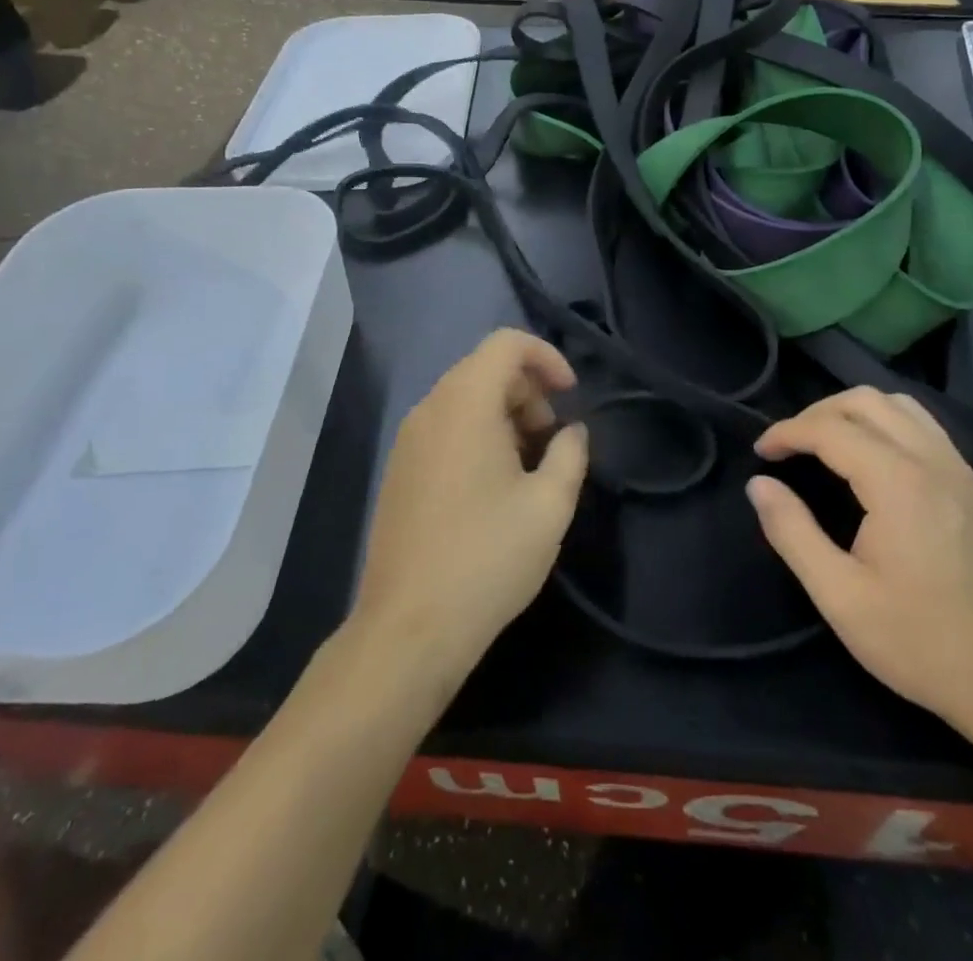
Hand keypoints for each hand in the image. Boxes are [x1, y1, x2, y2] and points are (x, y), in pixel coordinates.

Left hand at [351, 329, 587, 688]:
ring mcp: (408, 440)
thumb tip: (572, 432)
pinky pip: (445, 427)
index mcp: (465, 404)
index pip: (505, 344)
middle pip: (484, 369)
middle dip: (528, 391)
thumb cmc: (487, 558)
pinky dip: (478, 434)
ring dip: (505, 415)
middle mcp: (430, 409)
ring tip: (529, 467)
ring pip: (464, 399)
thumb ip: (570, 455)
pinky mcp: (400, 470)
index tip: (571, 395)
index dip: (546, 357)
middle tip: (552, 440)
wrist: (409, 628)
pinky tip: (494, 487)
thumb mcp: (549, 506)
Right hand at [747, 389, 972, 737]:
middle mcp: (933, 461)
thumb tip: (758, 485)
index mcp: (898, 483)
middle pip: (865, 401)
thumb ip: (792, 533)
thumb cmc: (923, 644)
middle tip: (788, 446)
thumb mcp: (841, 597)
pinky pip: (925, 426)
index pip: (830, 428)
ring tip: (825, 443)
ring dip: (854, 411)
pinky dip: (887, 423)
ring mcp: (961, 471)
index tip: (760, 452)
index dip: (786, 432)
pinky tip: (873, 458)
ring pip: (900, 406)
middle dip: (817, 413)